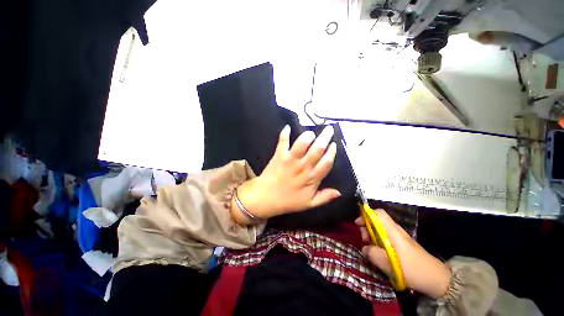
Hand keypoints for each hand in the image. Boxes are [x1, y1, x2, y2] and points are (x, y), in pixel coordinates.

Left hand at [234, 125, 340, 221]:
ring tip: (311, 133)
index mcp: (312, 178)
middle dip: (325, 137)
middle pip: (317, 149)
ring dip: (308, 135)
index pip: (326, 162)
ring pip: (302, 143)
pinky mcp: (279, 155)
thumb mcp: (309, 204)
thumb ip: (324, 197)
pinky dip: (285, 133)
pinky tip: (288, 127)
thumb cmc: (288, 201)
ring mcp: (290, 160)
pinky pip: (282, 141)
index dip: (332, 152)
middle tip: (329, 129)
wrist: (265, 198)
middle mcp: (303, 167)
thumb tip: (340, 192)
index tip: (334, 144)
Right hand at [356, 210, 450, 298]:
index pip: (379, 213)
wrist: (436, 279)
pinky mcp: (402, 245)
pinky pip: (386, 238)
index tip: (358, 224)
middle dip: (366, 228)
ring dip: (372, 236)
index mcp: (393, 231)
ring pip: (381, 230)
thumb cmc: (412, 269)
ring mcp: (400, 237)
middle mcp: (396, 230)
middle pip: (377, 221)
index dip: (366, 215)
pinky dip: (379, 242)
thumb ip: (372, 253)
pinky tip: (379, 253)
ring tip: (370, 249)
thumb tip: (364, 248)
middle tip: (364, 241)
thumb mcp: (388, 264)